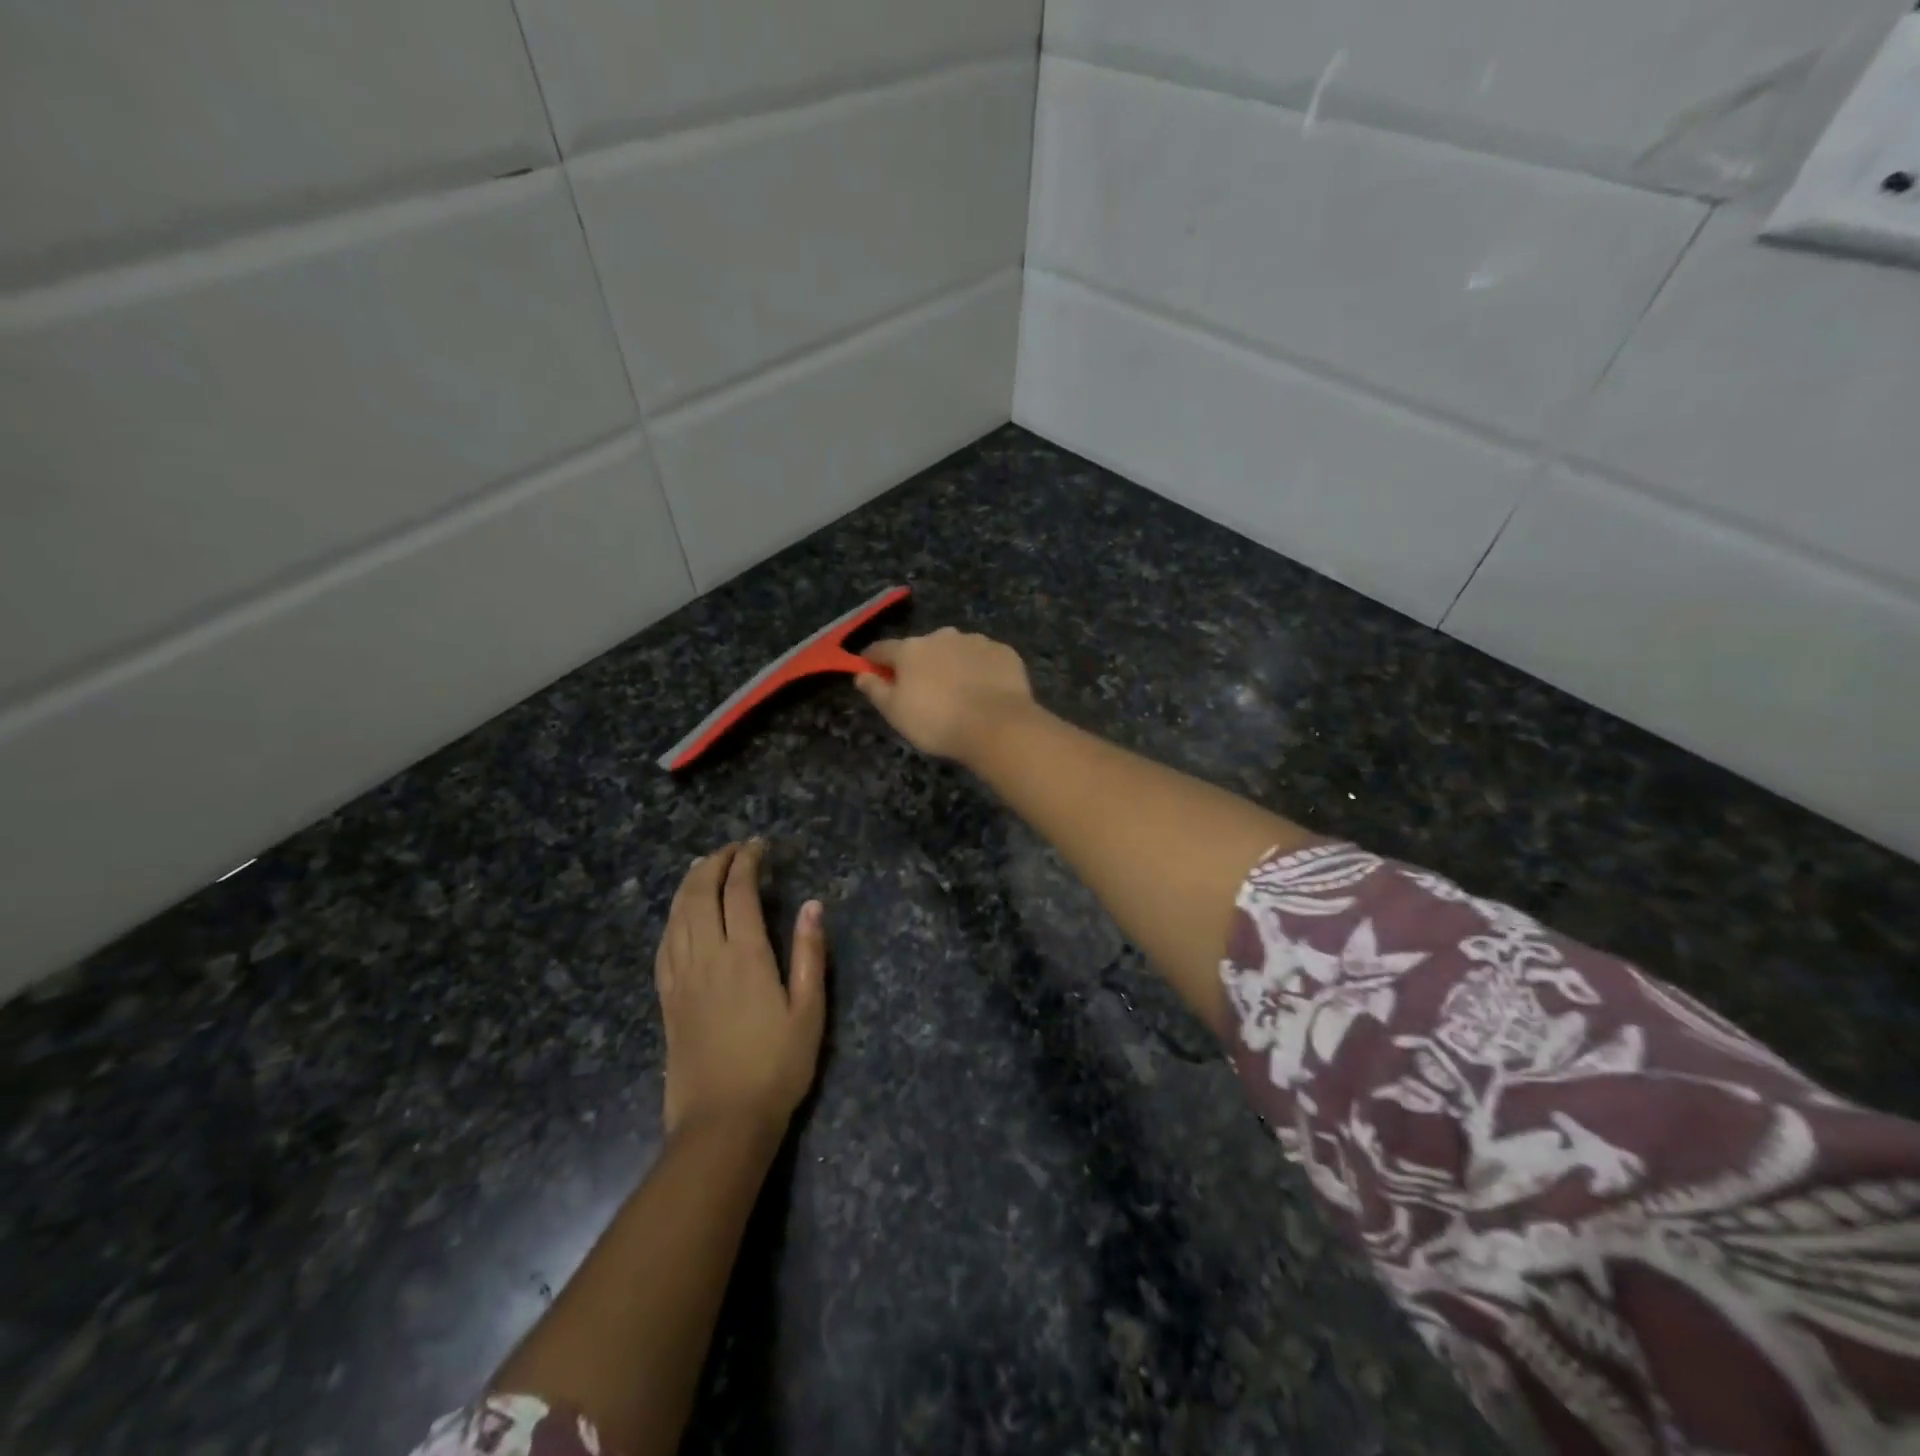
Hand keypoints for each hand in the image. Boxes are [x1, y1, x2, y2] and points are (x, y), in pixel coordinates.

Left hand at [655, 841, 826, 1139]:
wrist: (722, 1122)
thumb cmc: (776, 1066)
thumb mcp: (809, 1011)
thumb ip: (810, 954)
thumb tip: (813, 904)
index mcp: (746, 956)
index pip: (740, 892)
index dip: (747, 861)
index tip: (758, 845)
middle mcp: (708, 957)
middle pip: (700, 894)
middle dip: (714, 863)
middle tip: (731, 849)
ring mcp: (681, 978)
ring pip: (677, 915)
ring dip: (688, 884)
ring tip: (702, 867)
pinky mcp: (667, 999)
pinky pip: (664, 945)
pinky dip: (672, 918)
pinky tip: (679, 916)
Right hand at [854, 628, 1036, 762]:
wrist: (997, 725)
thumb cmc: (937, 722)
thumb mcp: (895, 713)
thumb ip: (875, 690)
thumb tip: (861, 674)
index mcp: (910, 649)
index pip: (882, 649)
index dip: (873, 660)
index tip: (870, 671)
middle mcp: (942, 636)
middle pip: (922, 648)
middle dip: (919, 664)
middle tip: (924, 690)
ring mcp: (976, 641)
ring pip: (956, 650)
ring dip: (952, 664)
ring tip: (960, 692)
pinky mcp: (1004, 652)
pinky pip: (984, 658)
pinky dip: (981, 669)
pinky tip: (985, 690)